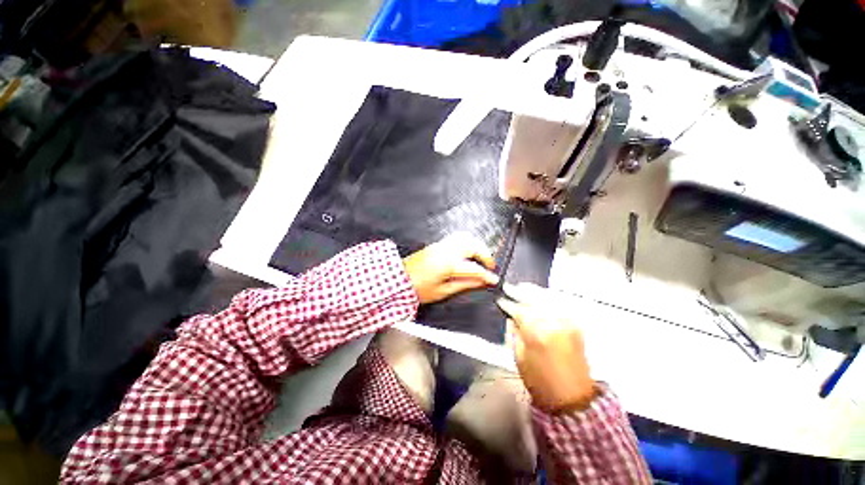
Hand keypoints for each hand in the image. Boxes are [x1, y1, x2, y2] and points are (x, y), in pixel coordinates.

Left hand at [402, 233, 498, 303]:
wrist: (398, 279)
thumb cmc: (419, 289)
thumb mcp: (443, 291)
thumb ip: (465, 284)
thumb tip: (481, 282)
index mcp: (449, 264)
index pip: (474, 268)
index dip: (486, 274)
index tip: (494, 278)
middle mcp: (447, 250)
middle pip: (473, 246)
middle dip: (485, 254)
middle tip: (490, 265)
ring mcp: (441, 245)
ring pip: (465, 238)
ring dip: (477, 245)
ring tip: (481, 257)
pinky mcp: (437, 244)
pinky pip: (457, 238)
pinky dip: (467, 242)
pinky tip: (468, 251)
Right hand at [497, 283, 596, 412]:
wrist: (573, 398)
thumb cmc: (540, 381)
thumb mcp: (519, 357)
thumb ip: (514, 332)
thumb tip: (510, 316)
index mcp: (537, 332)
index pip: (518, 310)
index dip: (507, 304)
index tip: (499, 299)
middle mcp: (554, 322)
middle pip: (533, 298)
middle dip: (519, 291)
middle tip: (508, 286)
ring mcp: (567, 321)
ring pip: (548, 297)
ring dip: (533, 290)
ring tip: (522, 286)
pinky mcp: (575, 324)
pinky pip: (561, 302)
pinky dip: (549, 295)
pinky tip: (540, 293)